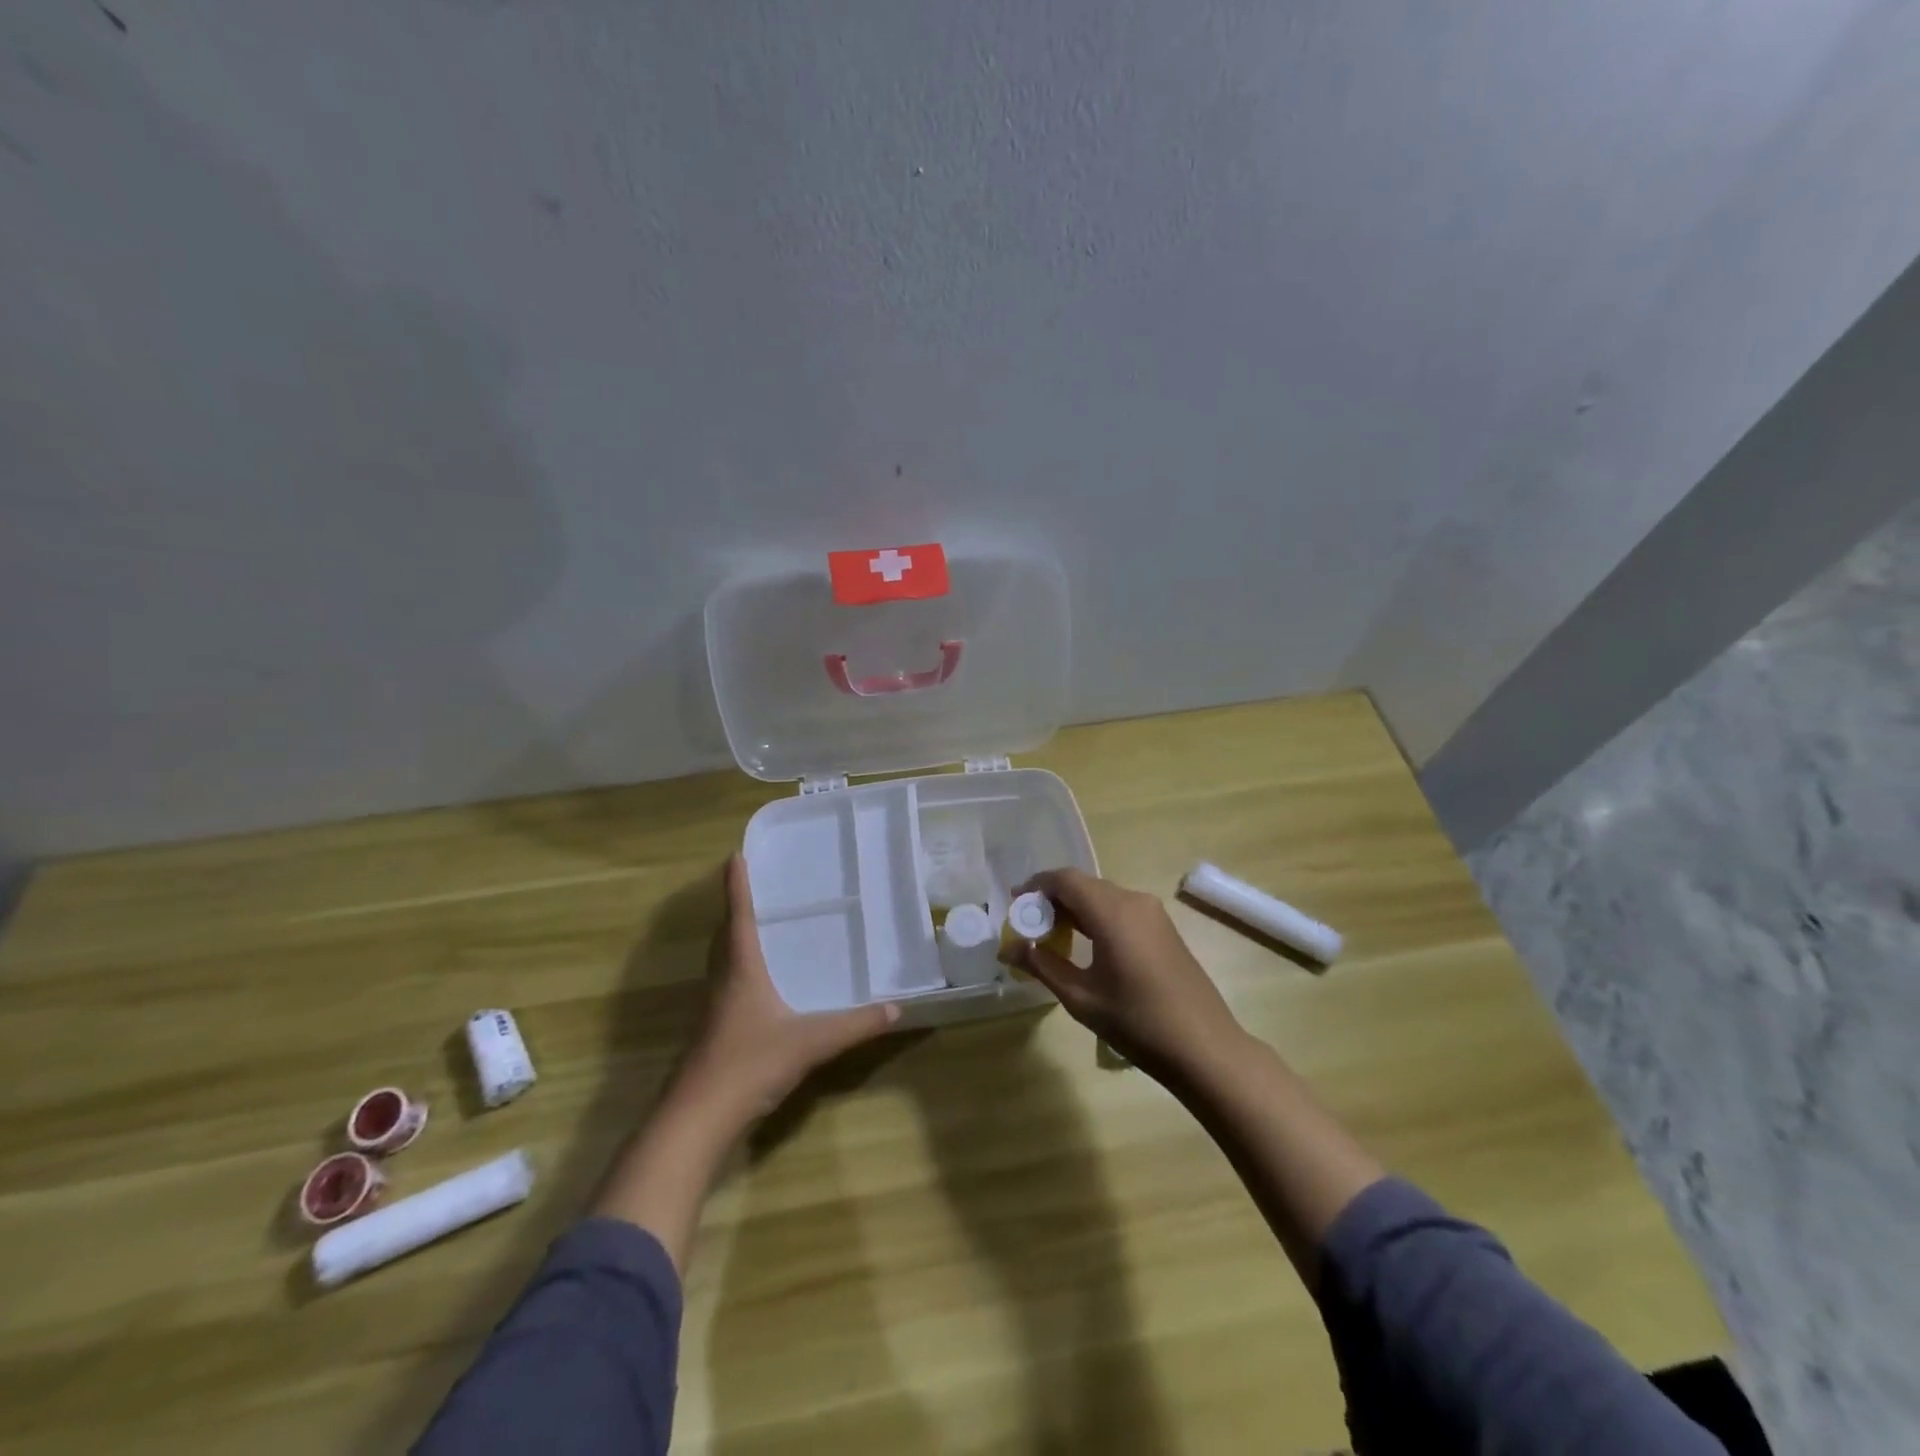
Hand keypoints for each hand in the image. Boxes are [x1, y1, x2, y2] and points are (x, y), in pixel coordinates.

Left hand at [675, 855, 899, 1125]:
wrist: (698, 1119)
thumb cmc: (749, 1064)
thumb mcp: (811, 1042)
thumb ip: (854, 1026)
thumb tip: (896, 1008)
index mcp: (741, 970)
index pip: (739, 917)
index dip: (737, 886)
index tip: (734, 855)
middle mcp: (723, 982)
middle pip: (724, 937)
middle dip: (735, 911)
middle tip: (755, 890)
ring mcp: (714, 1010)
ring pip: (722, 963)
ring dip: (734, 941)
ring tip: (760, 931)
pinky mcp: (713, 1035)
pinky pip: (726, 988)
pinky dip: (739, 973)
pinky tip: (760, 989)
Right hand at [1005, 868, 1243, 1079]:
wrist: (1205, 1048)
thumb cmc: (1138, 1022)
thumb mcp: (1081, 997)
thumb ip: (1042, 965)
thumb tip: (1008, 949)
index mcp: (1112, 911)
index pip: (1064, 879)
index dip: (1035, 886)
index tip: (1014, 905)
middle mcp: (1134, 901)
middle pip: (1084, 885)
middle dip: (1053, 899)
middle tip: (1029, 926)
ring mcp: (1153, 914)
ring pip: (1103, 896)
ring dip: (1075, 909)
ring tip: (1052, 938)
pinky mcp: (1164, 929)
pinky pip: (1121, 910)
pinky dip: (1096, 918)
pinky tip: (1086, 946)